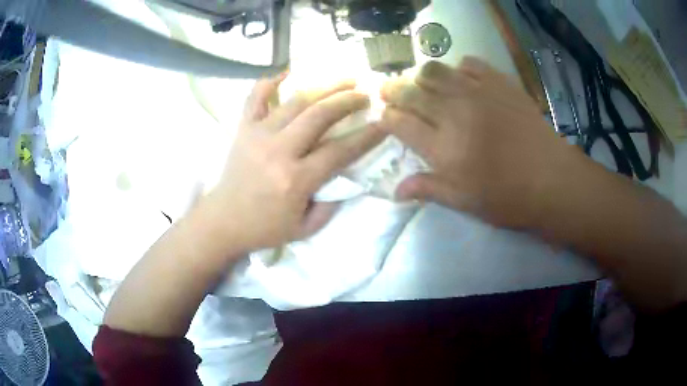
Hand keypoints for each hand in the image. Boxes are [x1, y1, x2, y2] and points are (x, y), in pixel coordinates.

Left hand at [202, 75, 384, 250]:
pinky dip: (270, 82)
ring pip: (295, 101)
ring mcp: (258, 135)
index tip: (384, 123)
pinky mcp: (243, 129)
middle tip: (365, 94)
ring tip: (344, 79)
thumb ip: (331, 203)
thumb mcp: (306, 228)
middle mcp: (278, 151)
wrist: (223, 221)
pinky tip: (287, 72)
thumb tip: (347, 175)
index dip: (366, 136)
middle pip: (320, 115)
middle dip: (348, 100)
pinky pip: (255, 97)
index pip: (340, 151)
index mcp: (296, 180)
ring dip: (324, 87)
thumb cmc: (265, 228)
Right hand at [379, 57, 581, 227]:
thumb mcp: (465, 202)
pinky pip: (469, 63)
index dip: (387, 119)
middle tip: (390, 92)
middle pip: (411, 92)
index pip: (400, 124)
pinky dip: (458, 68)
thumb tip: (395, 191)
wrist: (552, 179)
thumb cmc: (508, 197)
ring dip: (421, 76)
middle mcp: (454, 113)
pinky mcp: (499, 83)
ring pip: (435, 70)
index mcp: (443, 147)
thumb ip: (428, 189)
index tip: (385, 118)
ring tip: (423, 84)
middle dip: (393, 91)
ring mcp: (477, 93)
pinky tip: (462, 80)